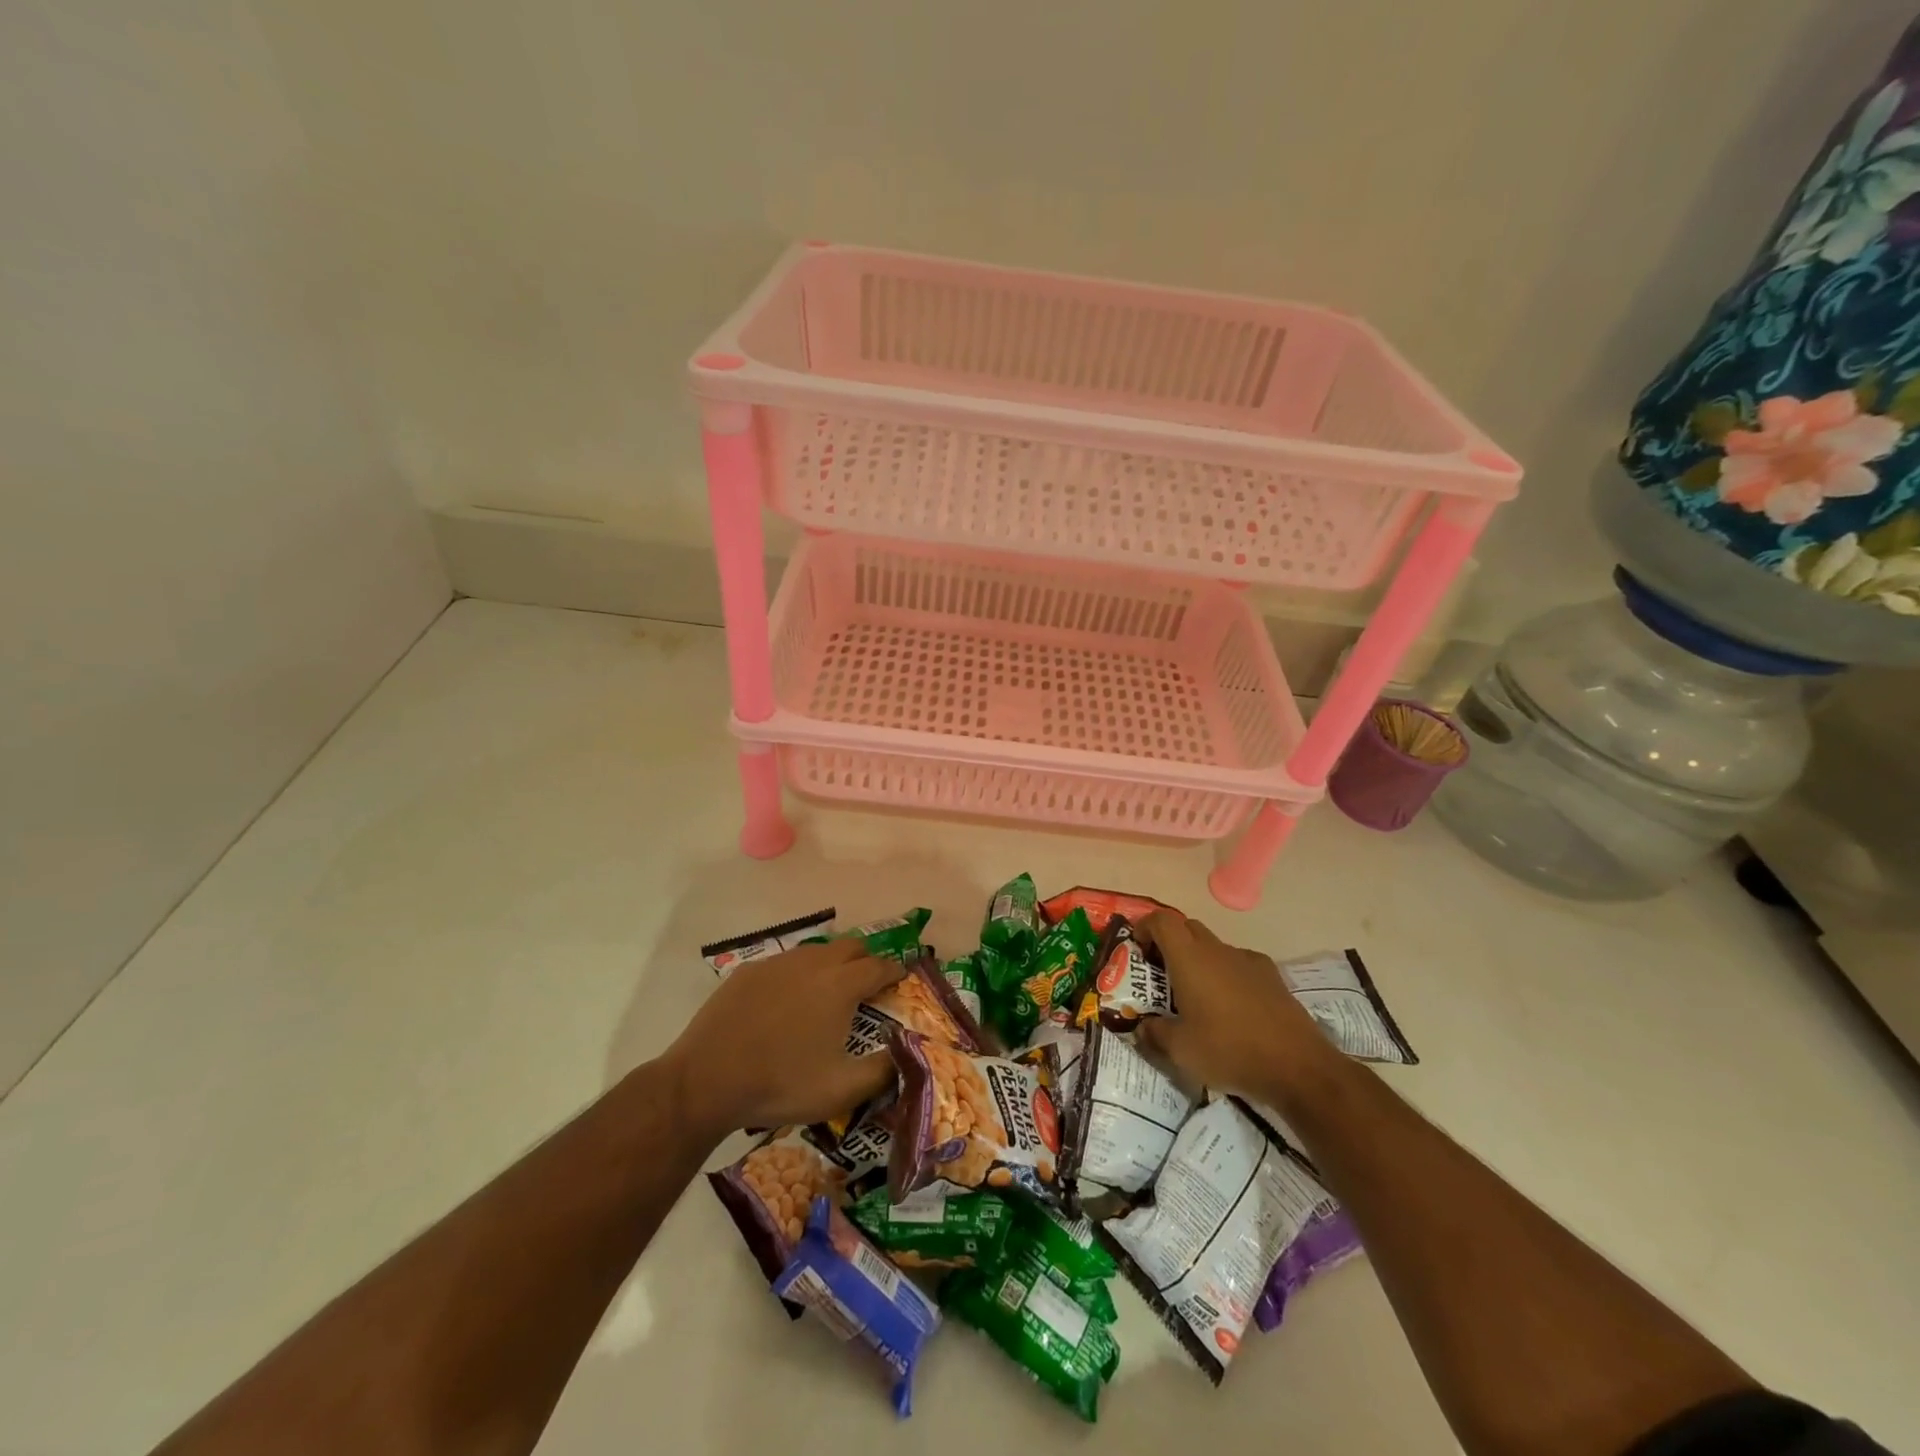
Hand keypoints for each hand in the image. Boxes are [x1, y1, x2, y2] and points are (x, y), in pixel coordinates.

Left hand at [661, 938, 903, 1135]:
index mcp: (841, 984)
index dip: (895, 971)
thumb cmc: (780, 1085)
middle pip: (852, 946)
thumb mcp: (841, 1090)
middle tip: (870, 983)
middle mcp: (813, 962)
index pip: (880, 966)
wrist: (706, 1081)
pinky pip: (785, 963)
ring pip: (817, 951)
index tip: (902, 980)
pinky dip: (798, 974)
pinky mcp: (749, 971)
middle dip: (867, 960)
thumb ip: (883, 1071)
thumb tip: (907, 1054)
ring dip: (833, 963)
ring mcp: (778, 963)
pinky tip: (788, 1001)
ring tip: (830, 991)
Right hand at [1134, 912, 1335, 1105]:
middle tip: (1160, 975)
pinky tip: (1231, 1008)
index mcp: (1190, 959)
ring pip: (1214, 947)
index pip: (1162, 920)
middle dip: (1169, 944)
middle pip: (1187, 928)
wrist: (1299, 1067)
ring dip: (1198, 961)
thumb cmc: (1230, 1051)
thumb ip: (1154, 1034)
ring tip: (1196, 997)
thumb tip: (1142, 1028)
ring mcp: (1248, 961)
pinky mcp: (1272, 977)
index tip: (1137, 949)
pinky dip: (1226, 975)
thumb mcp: (1180, 1051)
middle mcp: (1218, 950)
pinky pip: (1238, 964)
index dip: (1145, 927)